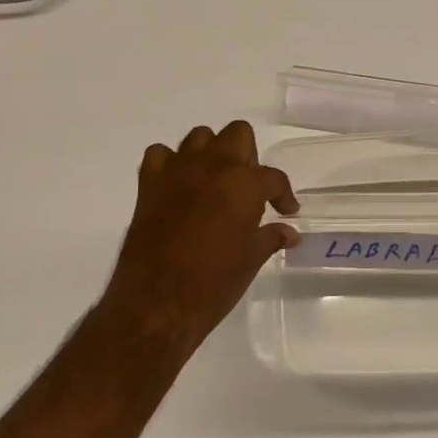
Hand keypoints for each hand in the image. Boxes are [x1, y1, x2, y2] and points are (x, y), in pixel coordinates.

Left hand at [98, 121, 299, 360]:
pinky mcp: (149, 183)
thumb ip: (270, 237)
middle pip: (238, 134)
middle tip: (248, 189)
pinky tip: (178, 186)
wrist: (156, 303)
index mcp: (244, 184)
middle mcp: (213, 166)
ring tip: (214, 183)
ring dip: (211, 154)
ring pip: (200, 137)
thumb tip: (289, 232)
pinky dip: (171, 164)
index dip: (283, 195)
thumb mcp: (251, 260)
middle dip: (248, 157)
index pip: (273, 178)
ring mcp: (178, 171)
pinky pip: (161, 155)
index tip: (286, 211)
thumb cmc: (213, 284)